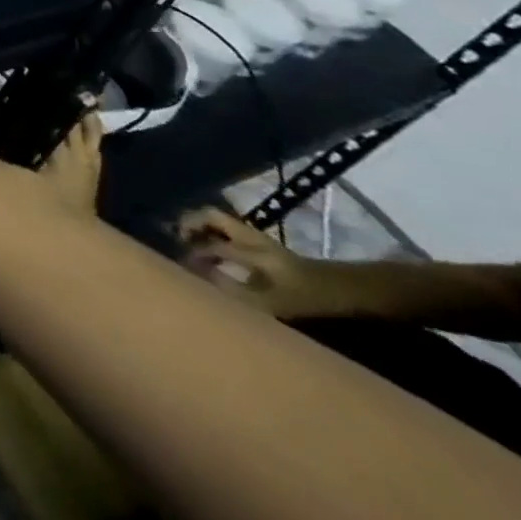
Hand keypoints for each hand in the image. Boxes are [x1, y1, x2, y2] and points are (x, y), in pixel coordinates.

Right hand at [178, 207, 344, 319]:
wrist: (344, 291)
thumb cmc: (307, 300)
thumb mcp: (272, 304)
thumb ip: (232, 289)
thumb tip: (198, 275)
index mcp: (252, 251)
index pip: (213, 246)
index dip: (193, 255)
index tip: (180, 264)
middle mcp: (250, 237)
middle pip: (210, 216)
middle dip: (189, 223)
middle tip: (176, 239)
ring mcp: (255, 235)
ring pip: (217, 219)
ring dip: (199, 225)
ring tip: (188, 241)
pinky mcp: (260, 240)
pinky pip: (227, 228)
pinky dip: (212, 232)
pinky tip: (211, 248)